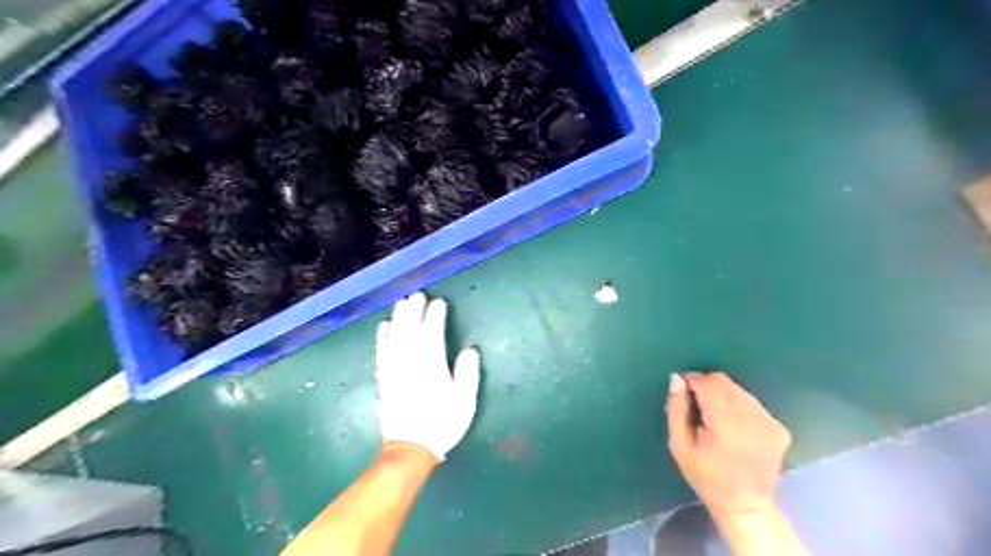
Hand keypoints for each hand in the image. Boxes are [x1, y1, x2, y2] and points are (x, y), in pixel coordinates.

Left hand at [374, 293, 481, 462]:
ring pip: (395, 337)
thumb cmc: (442, 423)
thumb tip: (469, 350)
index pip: (432, 333)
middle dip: (414, 310)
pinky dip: (382, 337)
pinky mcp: (384, 378)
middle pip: (410, 330)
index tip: (439, 302)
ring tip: (402, 303)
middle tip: (418, 295)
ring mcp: (394, 370)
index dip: (435, 316)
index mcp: (432, 366)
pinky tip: (384, 326)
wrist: (410, 448)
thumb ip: (468, 374)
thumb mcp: (465, 401)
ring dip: (398, 318)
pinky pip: (381, 352)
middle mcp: (410, 363)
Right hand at [660, 371, 795, 518]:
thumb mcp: (680, 445)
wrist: (745, 505)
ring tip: (715, 418)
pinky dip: (739, 407)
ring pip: (739, 390)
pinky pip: (752, 403)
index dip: (692, 380)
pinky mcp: (779, 428)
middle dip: (707, 386)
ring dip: (723, 395)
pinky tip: (735, 427)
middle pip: (724, 382)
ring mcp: (769, 422)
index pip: (708, 383)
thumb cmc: (706, 476)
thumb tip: (677, 379)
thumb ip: (676, 409)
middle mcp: (751, 418)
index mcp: (725, 423)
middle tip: (696, 405)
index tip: (682, 389)